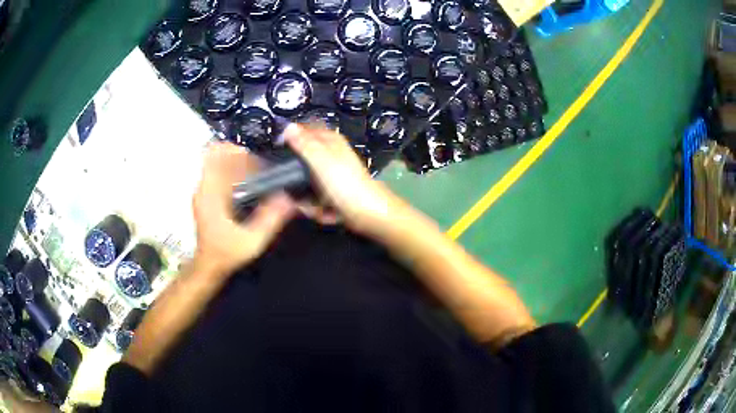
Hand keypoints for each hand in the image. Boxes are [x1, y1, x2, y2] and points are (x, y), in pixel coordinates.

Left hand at [192, 143, 295, 274]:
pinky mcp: (206, 196)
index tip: (255, 156)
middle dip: (241, 156)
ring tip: (258, 176)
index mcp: (210, 193)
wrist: (209, 266)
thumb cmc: (226, 254)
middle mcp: (204, 187)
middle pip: (218, 155)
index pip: (215, 155)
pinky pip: (219, 174)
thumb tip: (290, 198)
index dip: (234, 149)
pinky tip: (249, 187)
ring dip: (238, 164)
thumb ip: (270, 219)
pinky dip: (234, 174)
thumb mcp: (251, 240)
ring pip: (218, 163)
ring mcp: (203, 191)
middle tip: (262, 167)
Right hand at [284, 124, 399, 234]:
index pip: (305, 131)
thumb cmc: (345, 184)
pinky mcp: (335, 194)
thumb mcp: (321, 161)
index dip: (291, 140)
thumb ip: (304, 143)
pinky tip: (326, 214)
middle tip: (298, 191)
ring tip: (317, 207)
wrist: (369, 214)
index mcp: (331, 142)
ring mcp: (333, 177)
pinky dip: (319, 209)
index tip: (279, 153)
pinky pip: (317, 200)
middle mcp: (331, 156)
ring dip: (309, 200)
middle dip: (298, 179)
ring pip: (307, 184)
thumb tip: (288, 126)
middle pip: (303, 162)